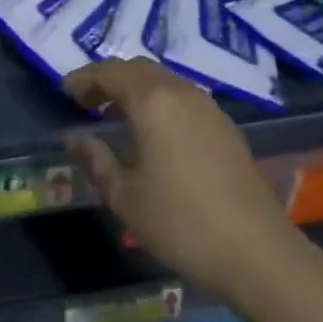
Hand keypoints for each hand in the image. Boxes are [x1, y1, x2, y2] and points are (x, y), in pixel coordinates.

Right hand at [63, 59, 297, 293]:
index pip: (110, 73)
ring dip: (136, 89)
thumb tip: (76, 140)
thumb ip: (96, 160)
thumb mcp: (124, 196)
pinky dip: (159, 101)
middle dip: (109, 79)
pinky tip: (153, 132)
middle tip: (88, 102)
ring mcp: (208, 108)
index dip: (84, 79)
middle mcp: (181, 93)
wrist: (257, 252)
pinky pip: (183, 97)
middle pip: (138, 69)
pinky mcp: (226, 127)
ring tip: (117, 116)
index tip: (65, 93)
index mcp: (151, 101)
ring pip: (164, 81)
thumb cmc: (180, 222)